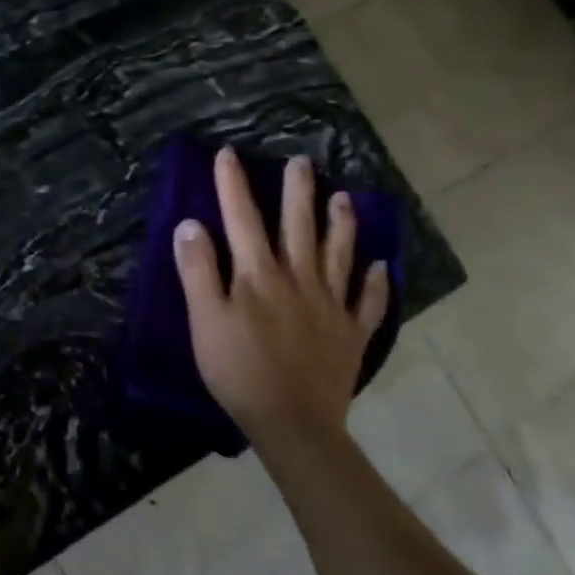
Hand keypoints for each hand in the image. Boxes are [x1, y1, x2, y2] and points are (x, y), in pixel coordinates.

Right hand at [172, 147, 388, 460]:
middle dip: (296, 191)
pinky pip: (368, 302)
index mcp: (257, 274)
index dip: (233, 184)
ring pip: (338, 254)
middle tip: (301, 162)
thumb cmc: (237, 368)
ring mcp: (330, 305)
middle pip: (297, 226)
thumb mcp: (204, 318)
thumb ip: (198, 269)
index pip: (241, 218)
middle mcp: (297, 278)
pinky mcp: (351, 333)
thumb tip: (191, 224)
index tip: (228, 153)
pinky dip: (377, 282)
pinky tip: (383, 266)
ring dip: (340, 223)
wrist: (292, 422)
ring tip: (344, 197)